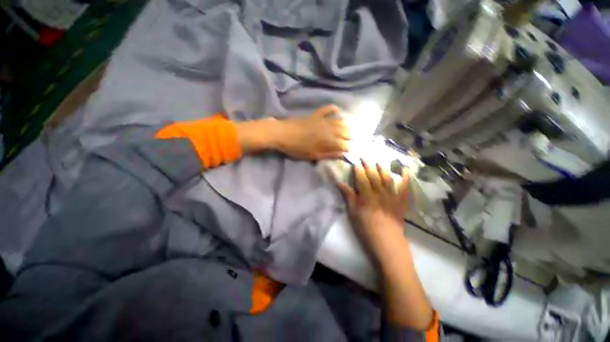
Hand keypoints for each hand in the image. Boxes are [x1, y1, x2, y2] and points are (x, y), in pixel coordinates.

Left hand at [275, 105, 349, 159]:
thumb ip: (329, 154)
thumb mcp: (313, 155)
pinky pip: (326, 109)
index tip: (349, 151)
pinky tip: (336, 109)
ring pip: (339, 121)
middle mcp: (329, 129)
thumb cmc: (297, 148)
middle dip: (349, 137)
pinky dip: (332, 109)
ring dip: (345, 125)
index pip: (344, 144)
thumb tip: (342, 154)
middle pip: (345, 132)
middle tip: (350, 140)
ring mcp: (323, 120)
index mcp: (329, 141)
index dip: (348, 148)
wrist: (282, 133)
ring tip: (347, 129)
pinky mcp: (315, 115)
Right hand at [336, 159, 409, 257]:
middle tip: (365, 156)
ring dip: (383, 168)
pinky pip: (405, 187)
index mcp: (366, 196)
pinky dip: (406, 178)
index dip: (358, 169)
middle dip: (369, 165)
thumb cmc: (366, 228)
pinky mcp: (401, 201)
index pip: (361, 178)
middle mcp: (380, 193)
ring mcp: (392, 196)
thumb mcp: (353, 212)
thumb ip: (348, 196)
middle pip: (374, 176)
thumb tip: (339, 183)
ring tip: (379, 161)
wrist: (387, 241)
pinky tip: (406, 170)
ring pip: (387, 178)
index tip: (355, 162)